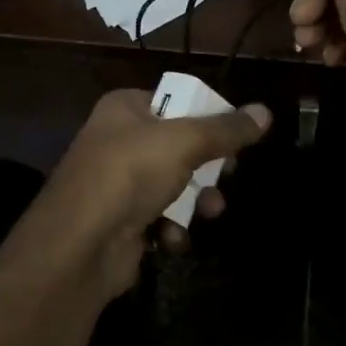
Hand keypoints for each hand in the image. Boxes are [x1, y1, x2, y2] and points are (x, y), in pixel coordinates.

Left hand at [42, 88, 272, 295]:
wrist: (79, 245)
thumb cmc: (130, 174)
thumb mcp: (184, 142)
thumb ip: (226, 129)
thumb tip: (265, 112)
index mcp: (125, 108)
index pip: (177, 100)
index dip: (208, 116)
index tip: (236, 136)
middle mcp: (119, 140)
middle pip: (180, 145)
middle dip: (207, 166)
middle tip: (226, 175)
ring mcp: (118, 183)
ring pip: (175, 184)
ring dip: (196, 200)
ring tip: (209, 211)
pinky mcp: (122, 221)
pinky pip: (161, 218)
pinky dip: (172, 228)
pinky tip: (172, 237)